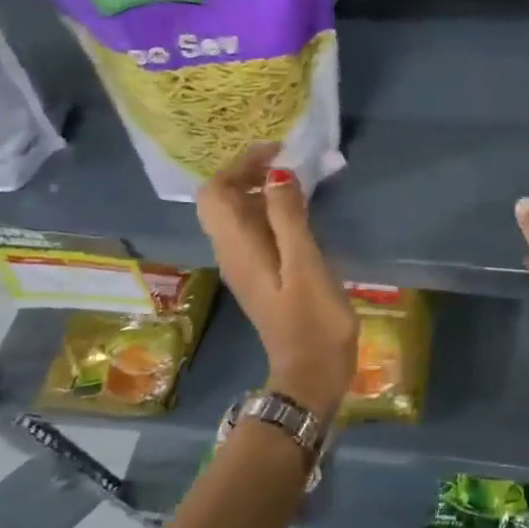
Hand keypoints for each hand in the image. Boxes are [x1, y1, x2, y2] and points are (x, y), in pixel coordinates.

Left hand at [197, 144, 356, 417]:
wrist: (312, 374)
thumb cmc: (313, 319)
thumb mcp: (305, 263)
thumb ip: (288, 216)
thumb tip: (276, 172)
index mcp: (237, 247)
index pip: (215, 192)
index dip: (239, 165)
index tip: (277, 153)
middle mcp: (233, 253)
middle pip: (223, 201)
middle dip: (249, 173)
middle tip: (289, 162)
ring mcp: (246, 266)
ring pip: (239, 215)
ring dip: (260, 190)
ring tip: (299, 179)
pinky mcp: (262, 275)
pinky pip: (255, 231)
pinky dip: (271, 211)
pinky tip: (301, 212)